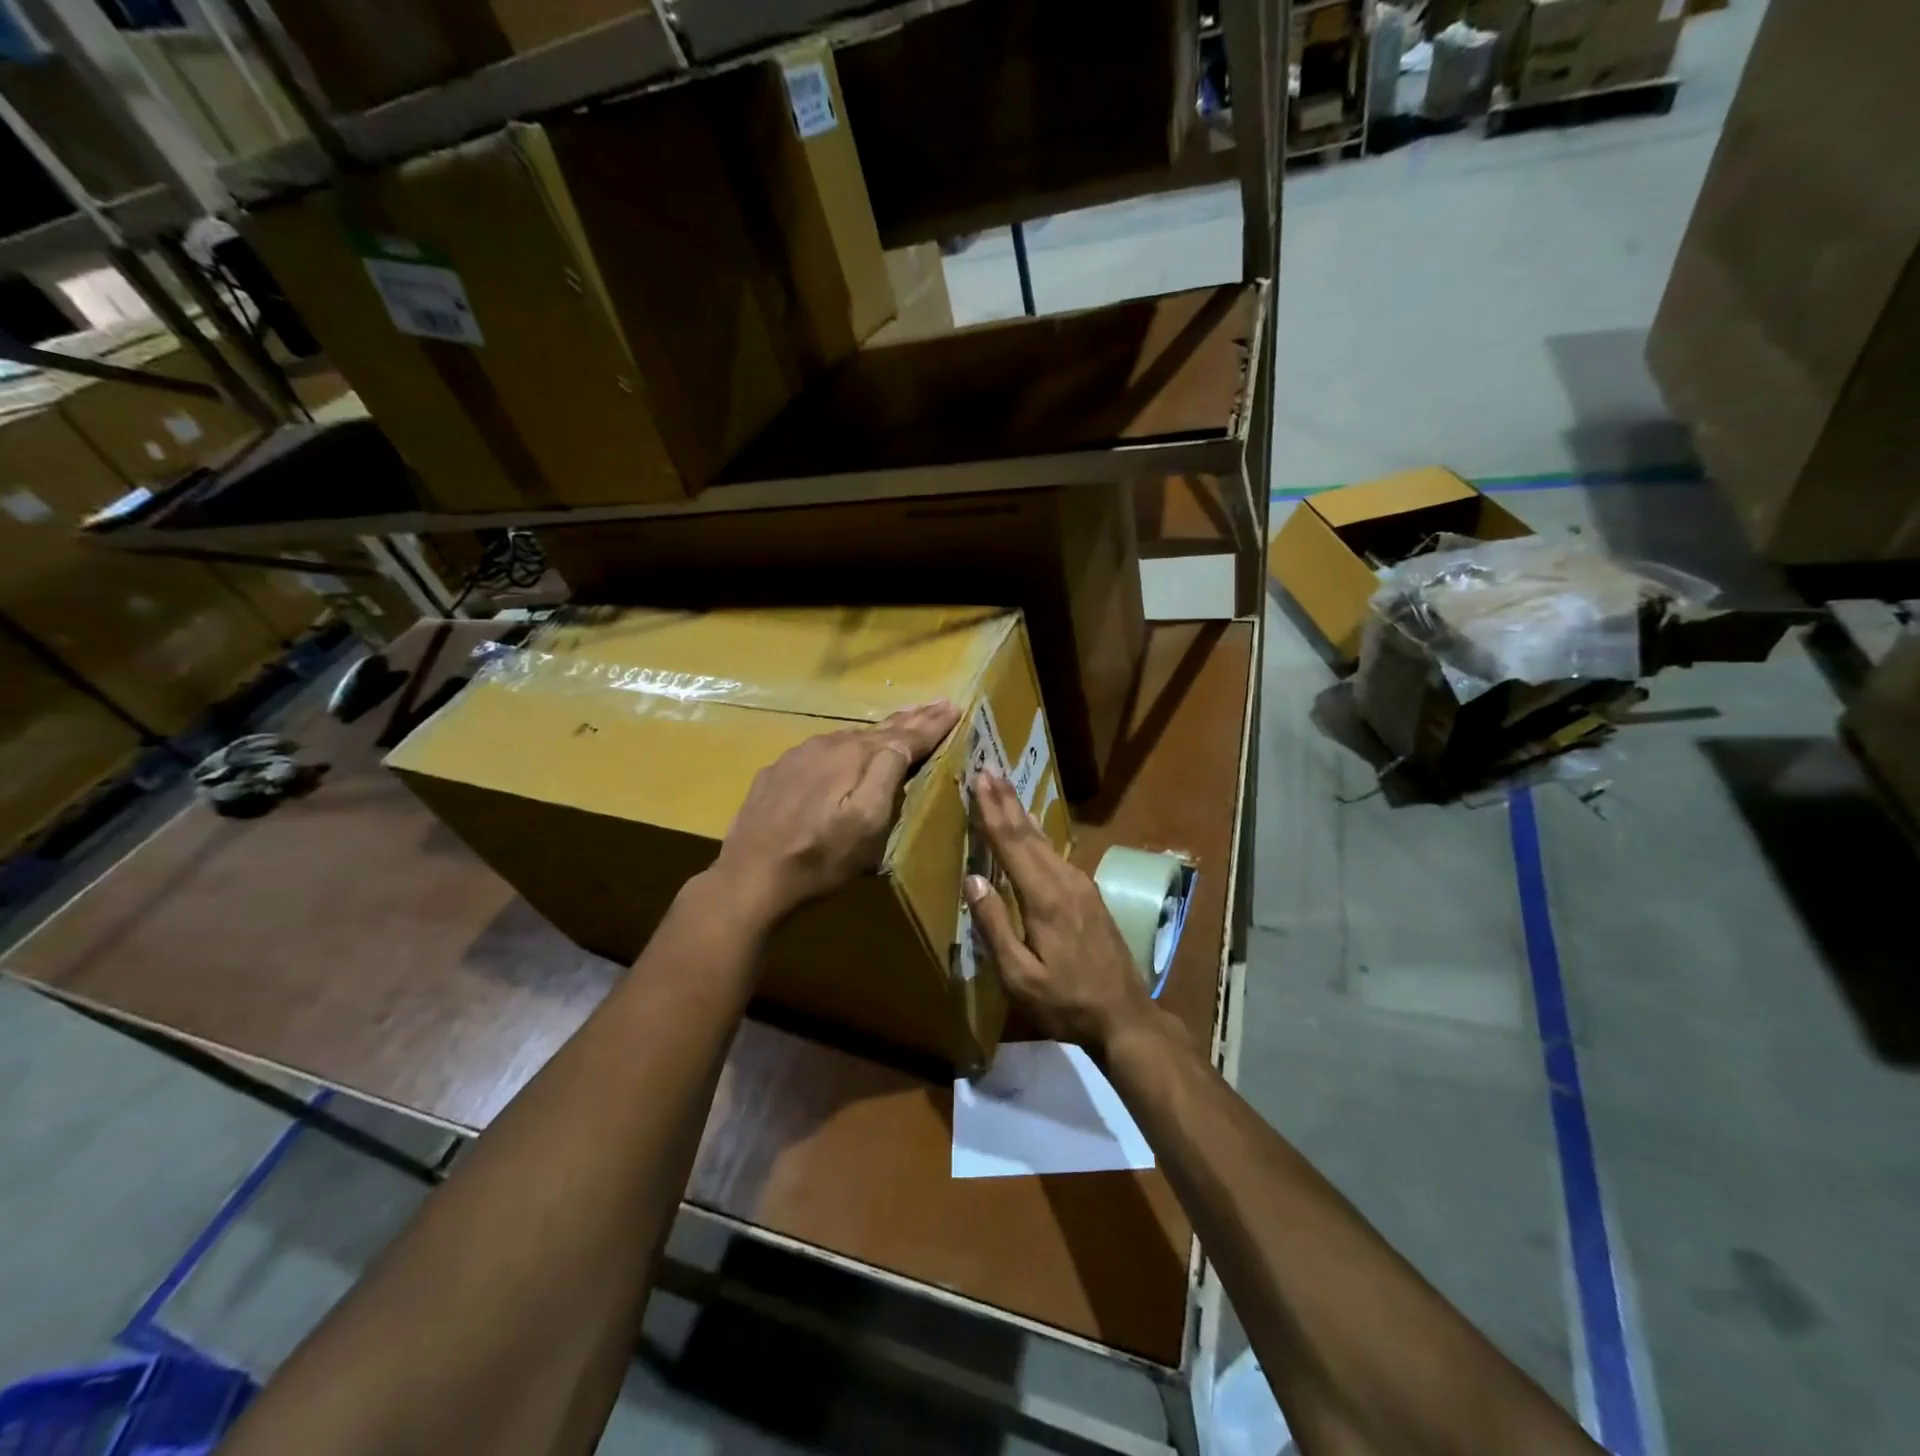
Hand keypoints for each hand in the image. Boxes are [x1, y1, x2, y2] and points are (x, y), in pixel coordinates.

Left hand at [712, 700, 959, 923]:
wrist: (750, 877)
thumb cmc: (821, 857)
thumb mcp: (867, 824)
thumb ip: (887, 775)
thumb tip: (903, 741)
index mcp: (856, 756)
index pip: (905, 735)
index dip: (932, 724)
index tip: (955, 707)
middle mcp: (828, 745)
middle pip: (878, 729)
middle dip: (911, 718)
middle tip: (937, 704)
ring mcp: (798, 756)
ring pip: (849, 738)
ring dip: (879, 731)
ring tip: (901, 723)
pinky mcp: (777, 773)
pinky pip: (821, 751)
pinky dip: (844, 748)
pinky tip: (845, 751)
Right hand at [964, 770, 1156, 1052]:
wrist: (1125, 1015)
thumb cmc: (1066, 1002)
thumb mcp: (1019, 977)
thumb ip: (995, 926)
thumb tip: (973, 879)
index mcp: (1044, 898)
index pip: (1012, 843)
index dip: (993, 811)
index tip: (980, 778)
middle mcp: (1065, 881)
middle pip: (1029, 833)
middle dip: (1006, 800)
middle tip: (989, 769)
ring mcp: (1082, 885)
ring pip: (1044, 841)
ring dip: (1021, 813)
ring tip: (1004, 789)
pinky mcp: (1089, 894)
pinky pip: (1055, 854)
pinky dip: (1036, 834)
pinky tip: (1031, 828)